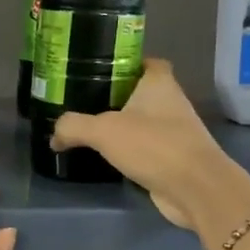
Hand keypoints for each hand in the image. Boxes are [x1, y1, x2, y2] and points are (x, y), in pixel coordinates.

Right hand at [51, 60, 249, 241]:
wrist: (195, 188)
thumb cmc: (153, 145)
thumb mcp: (103, 131)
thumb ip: (74, 127)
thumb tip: (54, 136)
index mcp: (159, 83)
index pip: (145, 62)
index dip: (125, 63)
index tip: (99, 71)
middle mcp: (171, 102)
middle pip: (140, 92)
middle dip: (116, 97)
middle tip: (84, 102)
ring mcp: (175, 131)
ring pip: (143, 122)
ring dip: (122, 126)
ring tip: (89, 130)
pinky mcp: (173, 158)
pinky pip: (146, 148)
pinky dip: (130, 151)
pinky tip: (108, 157)